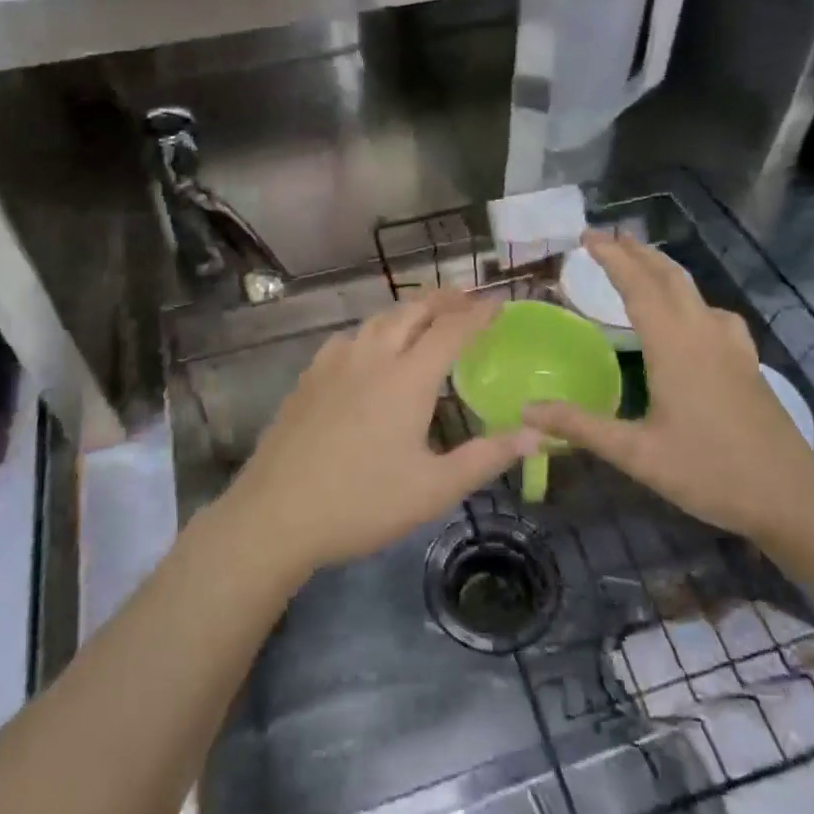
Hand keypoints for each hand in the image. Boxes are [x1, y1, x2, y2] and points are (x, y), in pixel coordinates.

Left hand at [219, 291, 536, 575]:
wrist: (275, 514)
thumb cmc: (362, 503)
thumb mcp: (434, 489)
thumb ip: (487, 457)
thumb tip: (537, 433)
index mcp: (406, 378)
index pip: (451, 329)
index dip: (479, 312)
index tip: (500, 301)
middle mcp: (371, 357)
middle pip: (412, 311)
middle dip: (444, 299)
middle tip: (467, 299)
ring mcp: (334, 363)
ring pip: (377, 319)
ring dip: (408, 310)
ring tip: (425, 316)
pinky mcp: (308, 377)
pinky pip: (349, 337)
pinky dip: (373, 329)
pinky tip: (370, 347)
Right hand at [525, 230, 813, 542]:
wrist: (790, 497)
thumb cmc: (708, 472)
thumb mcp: (636, 454)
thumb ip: (580, 427)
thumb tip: (526, 410)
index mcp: (674, 345)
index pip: (637, 286)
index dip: (611, 258)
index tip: (586, 236)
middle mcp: (703, 332)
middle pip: (668, 276)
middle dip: (636, 252)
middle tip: (605, 240)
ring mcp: (731, 345)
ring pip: (693, 290)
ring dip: (662, 270)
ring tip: (640, 266)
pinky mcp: (747, 361)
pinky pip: (712, 312)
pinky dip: (689, 298)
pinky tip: (689, 318)